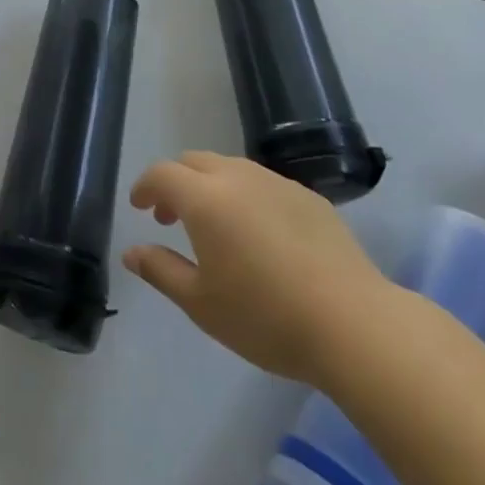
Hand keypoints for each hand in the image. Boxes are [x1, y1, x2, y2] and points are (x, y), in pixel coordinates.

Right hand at [123, 152, 392, 382]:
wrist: (352, 322)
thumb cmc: (265, 317)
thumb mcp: (201, 304)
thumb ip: (161, 271)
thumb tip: (132, 252)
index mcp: (205, 198)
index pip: (162, 174)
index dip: (145, 186)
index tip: (139, 207)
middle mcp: (237, 177)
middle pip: (194, 161)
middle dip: (176, 182)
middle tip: (171, 217)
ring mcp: (276, 182)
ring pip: (230, 168)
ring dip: (211, 186)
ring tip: (215, 226)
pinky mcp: (308, 196)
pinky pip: (263, 183)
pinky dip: (246, 196)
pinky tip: (259, 235)